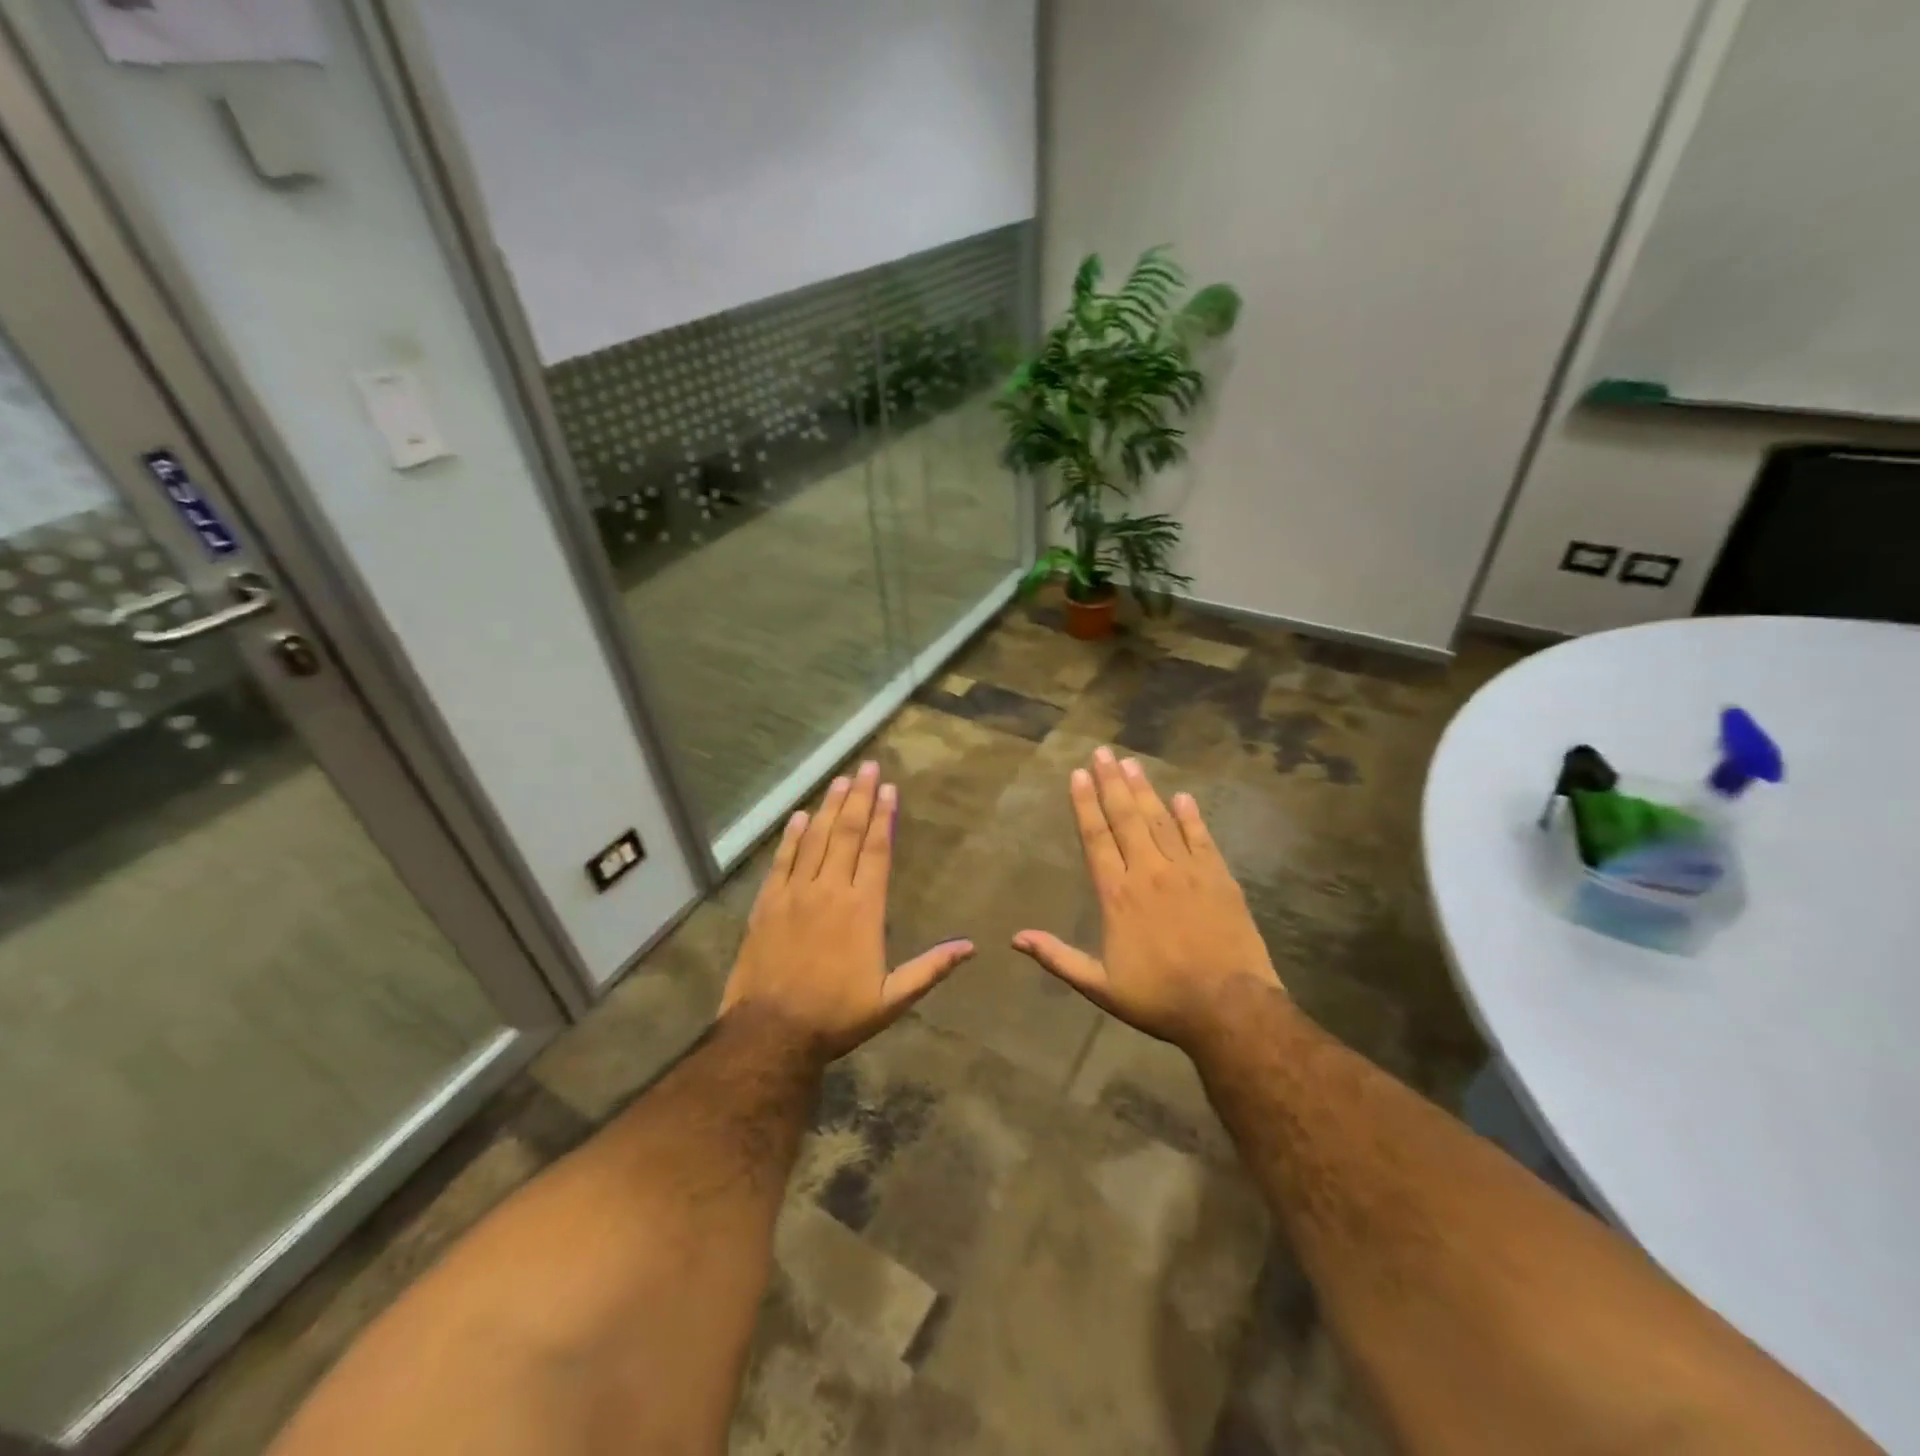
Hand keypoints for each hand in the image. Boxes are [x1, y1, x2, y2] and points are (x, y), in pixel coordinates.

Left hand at [719, 761, 973, 1064]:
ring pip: (816, 839)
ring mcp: (795, 894)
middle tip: (867, 766)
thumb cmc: (836, 1016)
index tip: (889, 789)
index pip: (876, 851)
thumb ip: (930, 969)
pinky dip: (792, 836)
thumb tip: (970, 948)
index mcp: (863, 909)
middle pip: (847, 834)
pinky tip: (800, 816)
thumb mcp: (891, 1000)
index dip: (884, 817)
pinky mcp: (767, 904)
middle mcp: (830, 891)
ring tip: (840, 780)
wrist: (771, 1032)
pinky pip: (782, 861)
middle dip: (859, 797)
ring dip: (829, 807)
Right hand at [1013, 747, 1282, 1052]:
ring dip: (1144, 790)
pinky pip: (1201, 838)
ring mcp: (1187, 871)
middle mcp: (1149, 872)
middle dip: (1111, 783)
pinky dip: (1191, 816)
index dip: (1085, 804)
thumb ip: (1058, 957)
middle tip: (1102, 752)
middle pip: (1127, 818)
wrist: (1229, 1008)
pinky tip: (1182, 797)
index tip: (1078, 774)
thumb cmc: (1160, 998)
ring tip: (1131, 763)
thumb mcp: (1100, 986)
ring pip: (1160, 820)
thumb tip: (1016, 938)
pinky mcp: (1219, 877)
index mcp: (1118, 895)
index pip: (1096, 838)